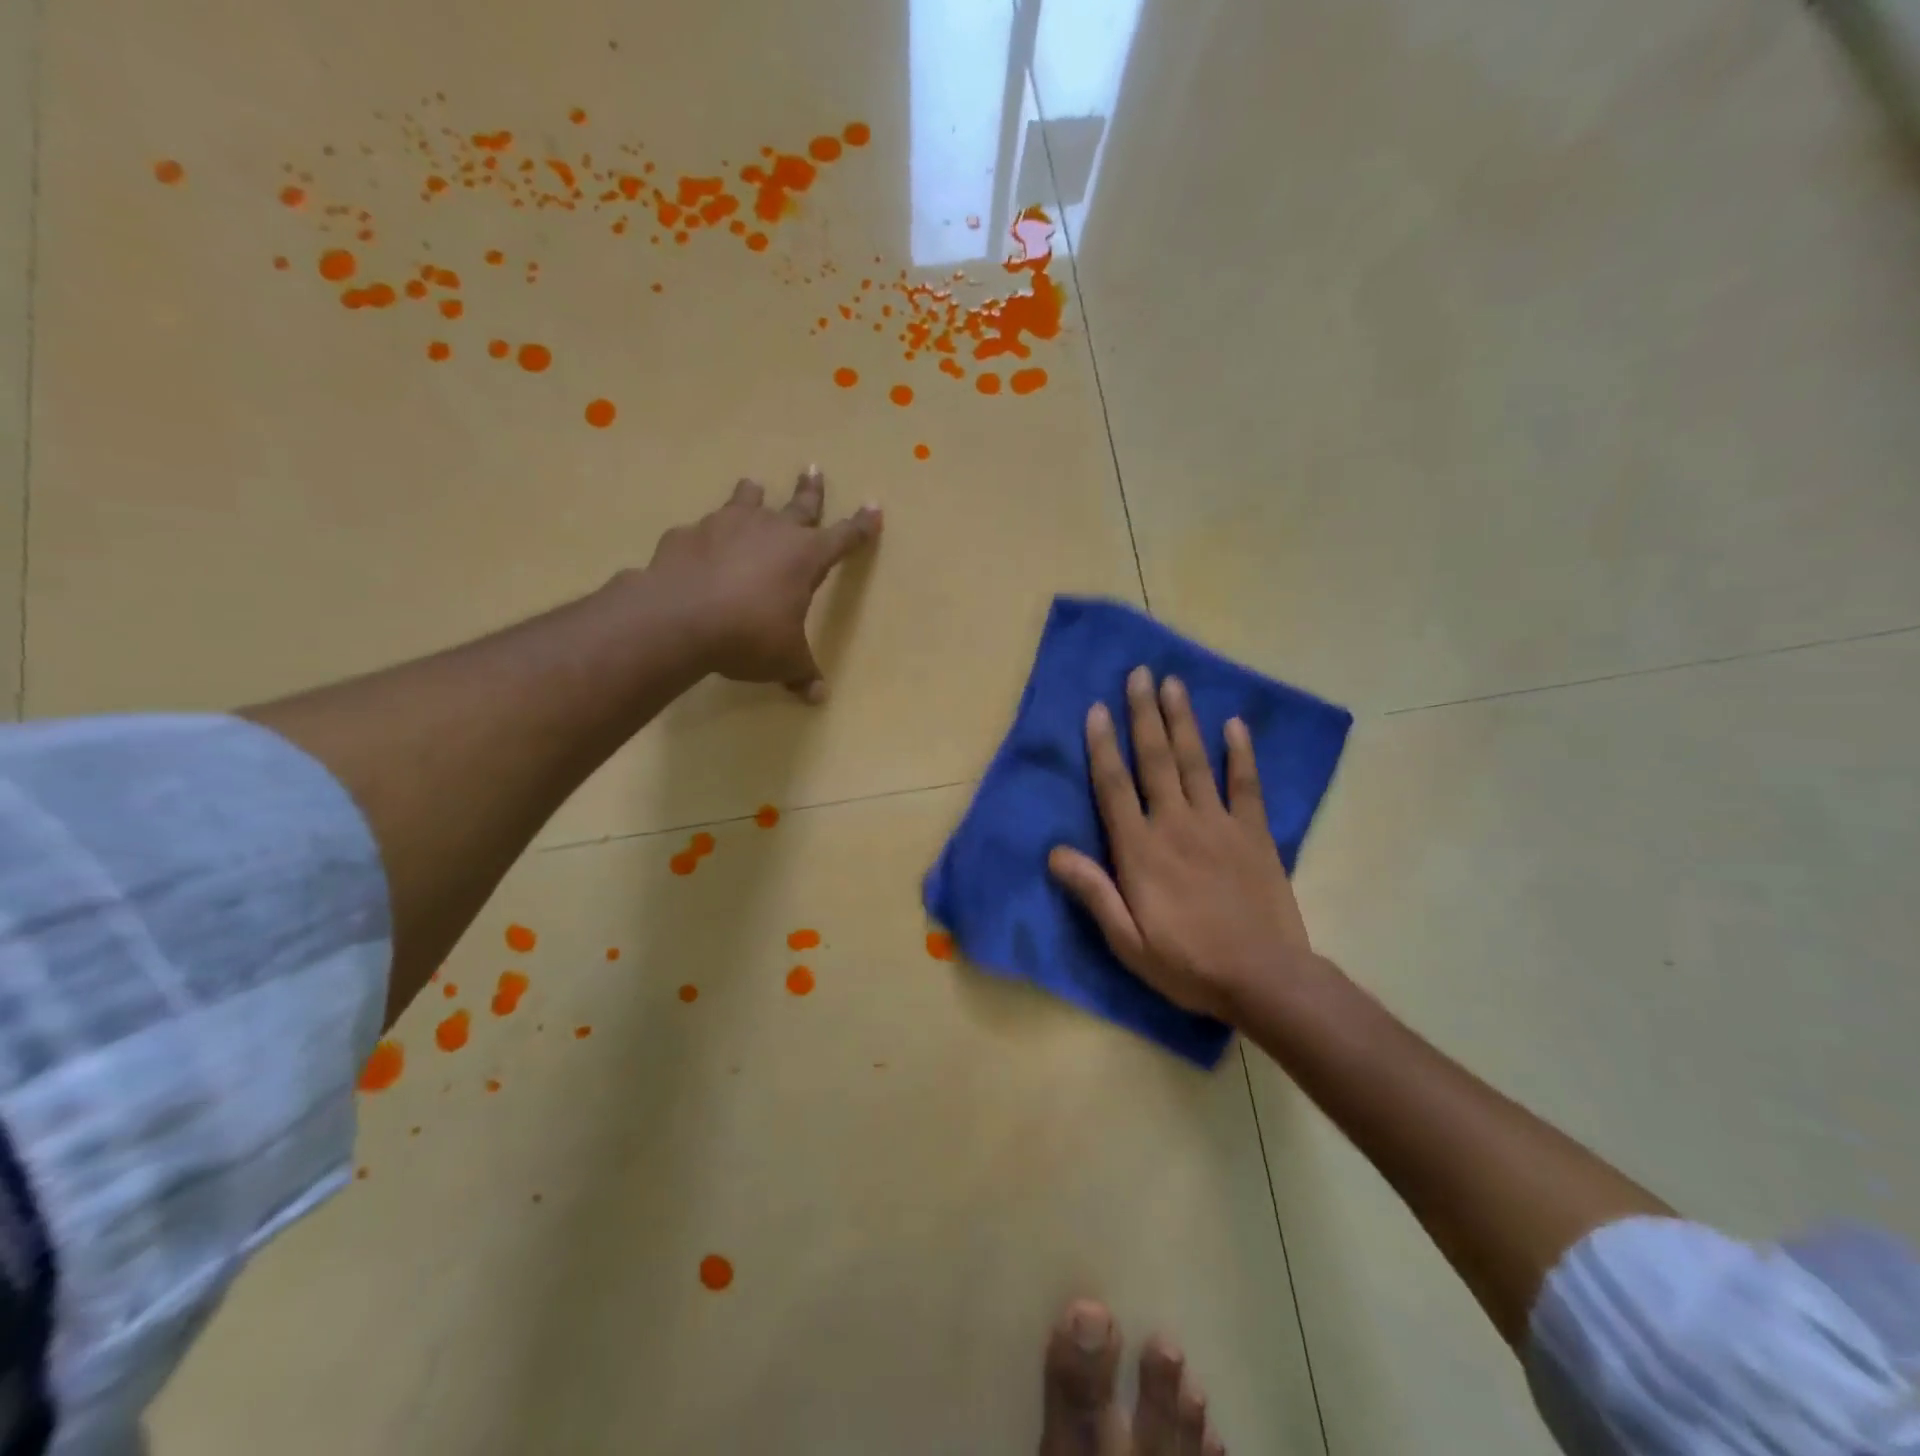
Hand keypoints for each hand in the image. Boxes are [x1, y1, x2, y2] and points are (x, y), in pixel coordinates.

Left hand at [644, 467, 881, 699]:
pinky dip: (707, 537)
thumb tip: (818, 696)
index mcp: (805, 557)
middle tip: (812, 469)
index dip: (862, 526)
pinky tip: (699, 548)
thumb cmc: (748, 636)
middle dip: (810, 490)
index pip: (844, 537)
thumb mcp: (783, 660)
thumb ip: (801, 673)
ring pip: (746, 501)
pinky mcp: (689, 534)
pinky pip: (702, 531)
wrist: (679, 618)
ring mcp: (726, 526)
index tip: (874, 507)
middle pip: (799, 505)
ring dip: (752, 495)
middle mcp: (771, 531)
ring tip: (752, 486)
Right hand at [1048, 667, 1310, 1022]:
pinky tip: (1235, 724)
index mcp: (1141, 850)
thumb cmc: (1187, 963)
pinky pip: (1246, 784)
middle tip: (1137, 674)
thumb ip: (1093, 891)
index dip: (1102, 745)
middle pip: (1155, 759)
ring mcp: (1219, 824)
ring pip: (1195, 761)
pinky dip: (1240, 753)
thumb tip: (1054, 852)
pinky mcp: (1254, 832)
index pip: (1114, 786)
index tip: (1096, 709)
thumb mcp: (1127, 941)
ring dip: (1182, 720)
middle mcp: (1176, 823)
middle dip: (1143, 714)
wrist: (1264, 978)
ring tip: (1173, 684)